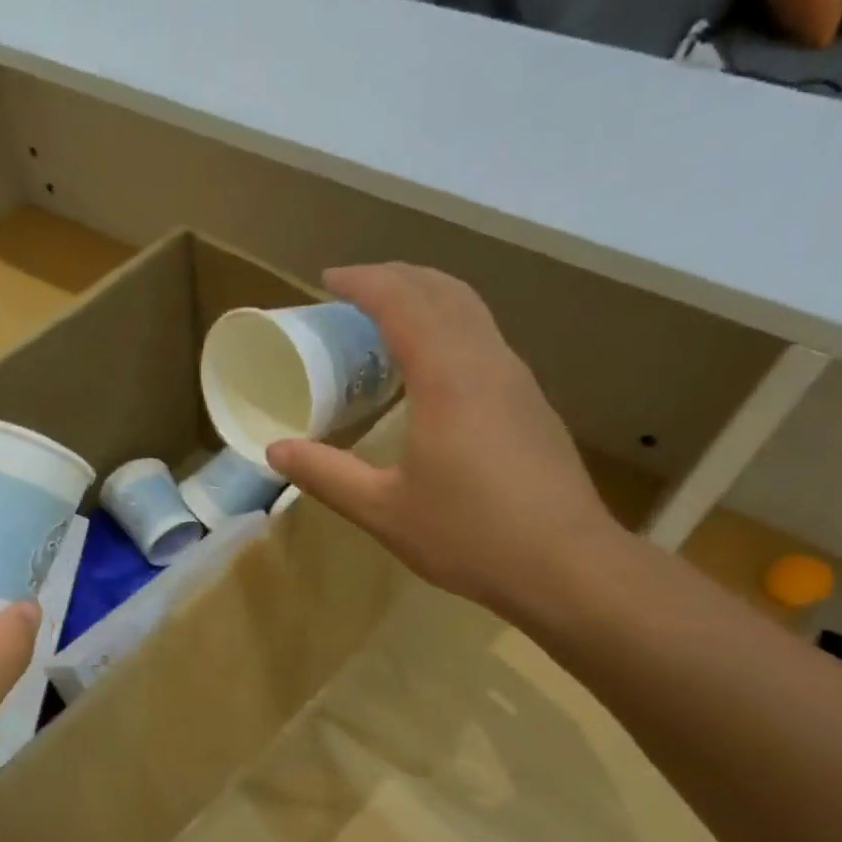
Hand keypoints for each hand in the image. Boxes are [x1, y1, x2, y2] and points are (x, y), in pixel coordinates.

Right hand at [267, 264, 625, 625]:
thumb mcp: (383, 510)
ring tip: (387, 317)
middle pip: (443, 290)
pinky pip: (484, 338)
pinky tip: (430, 366)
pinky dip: (448, 326)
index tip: (327, 281)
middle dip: (396, 276)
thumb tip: (275, 451)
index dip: (363, 282)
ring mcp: (517, 379)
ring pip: (471, 310)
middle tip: (353, 290)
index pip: (402, 301)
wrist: (566, 565)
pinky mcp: (531, 403)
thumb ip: (326, 475)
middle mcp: (487, 362)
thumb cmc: (469, 535)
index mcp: (447, 378)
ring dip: (426, 297)